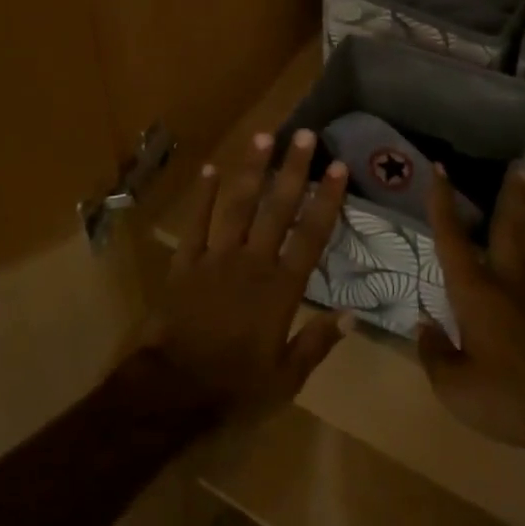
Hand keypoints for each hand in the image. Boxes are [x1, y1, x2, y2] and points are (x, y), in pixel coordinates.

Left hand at [142, 128, 351, 415]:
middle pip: (277, 209)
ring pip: (238, 205)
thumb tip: (353, 315)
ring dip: (252, 170)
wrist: (171, 391)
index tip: (338, 167)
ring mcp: (216, 258)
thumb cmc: (233, 389)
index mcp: (280, 289)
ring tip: (264, 136)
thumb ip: (317, 343)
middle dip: (293, 170)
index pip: (311, 235)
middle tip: (305, 135)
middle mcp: (252, 263)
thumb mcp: (285, 380)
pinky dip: (203, 196)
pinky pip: (196, 223)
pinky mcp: (185, 263)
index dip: (326, 200)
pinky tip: (210, 169)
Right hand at [417, 165, 524, 453]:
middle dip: (510, 195)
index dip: (442, 203)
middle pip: (507, 228)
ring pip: (518, 245)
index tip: (440, 168)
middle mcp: (504, 284)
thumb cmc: (509, 398)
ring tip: (516, 195)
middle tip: (518, 166)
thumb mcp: (455, 387)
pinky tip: (502, 264)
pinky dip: (513, 249)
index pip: (452, 238)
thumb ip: (434, 354)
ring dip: (516, 216)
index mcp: (476, 292)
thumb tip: (426, 328)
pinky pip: (521, 270)